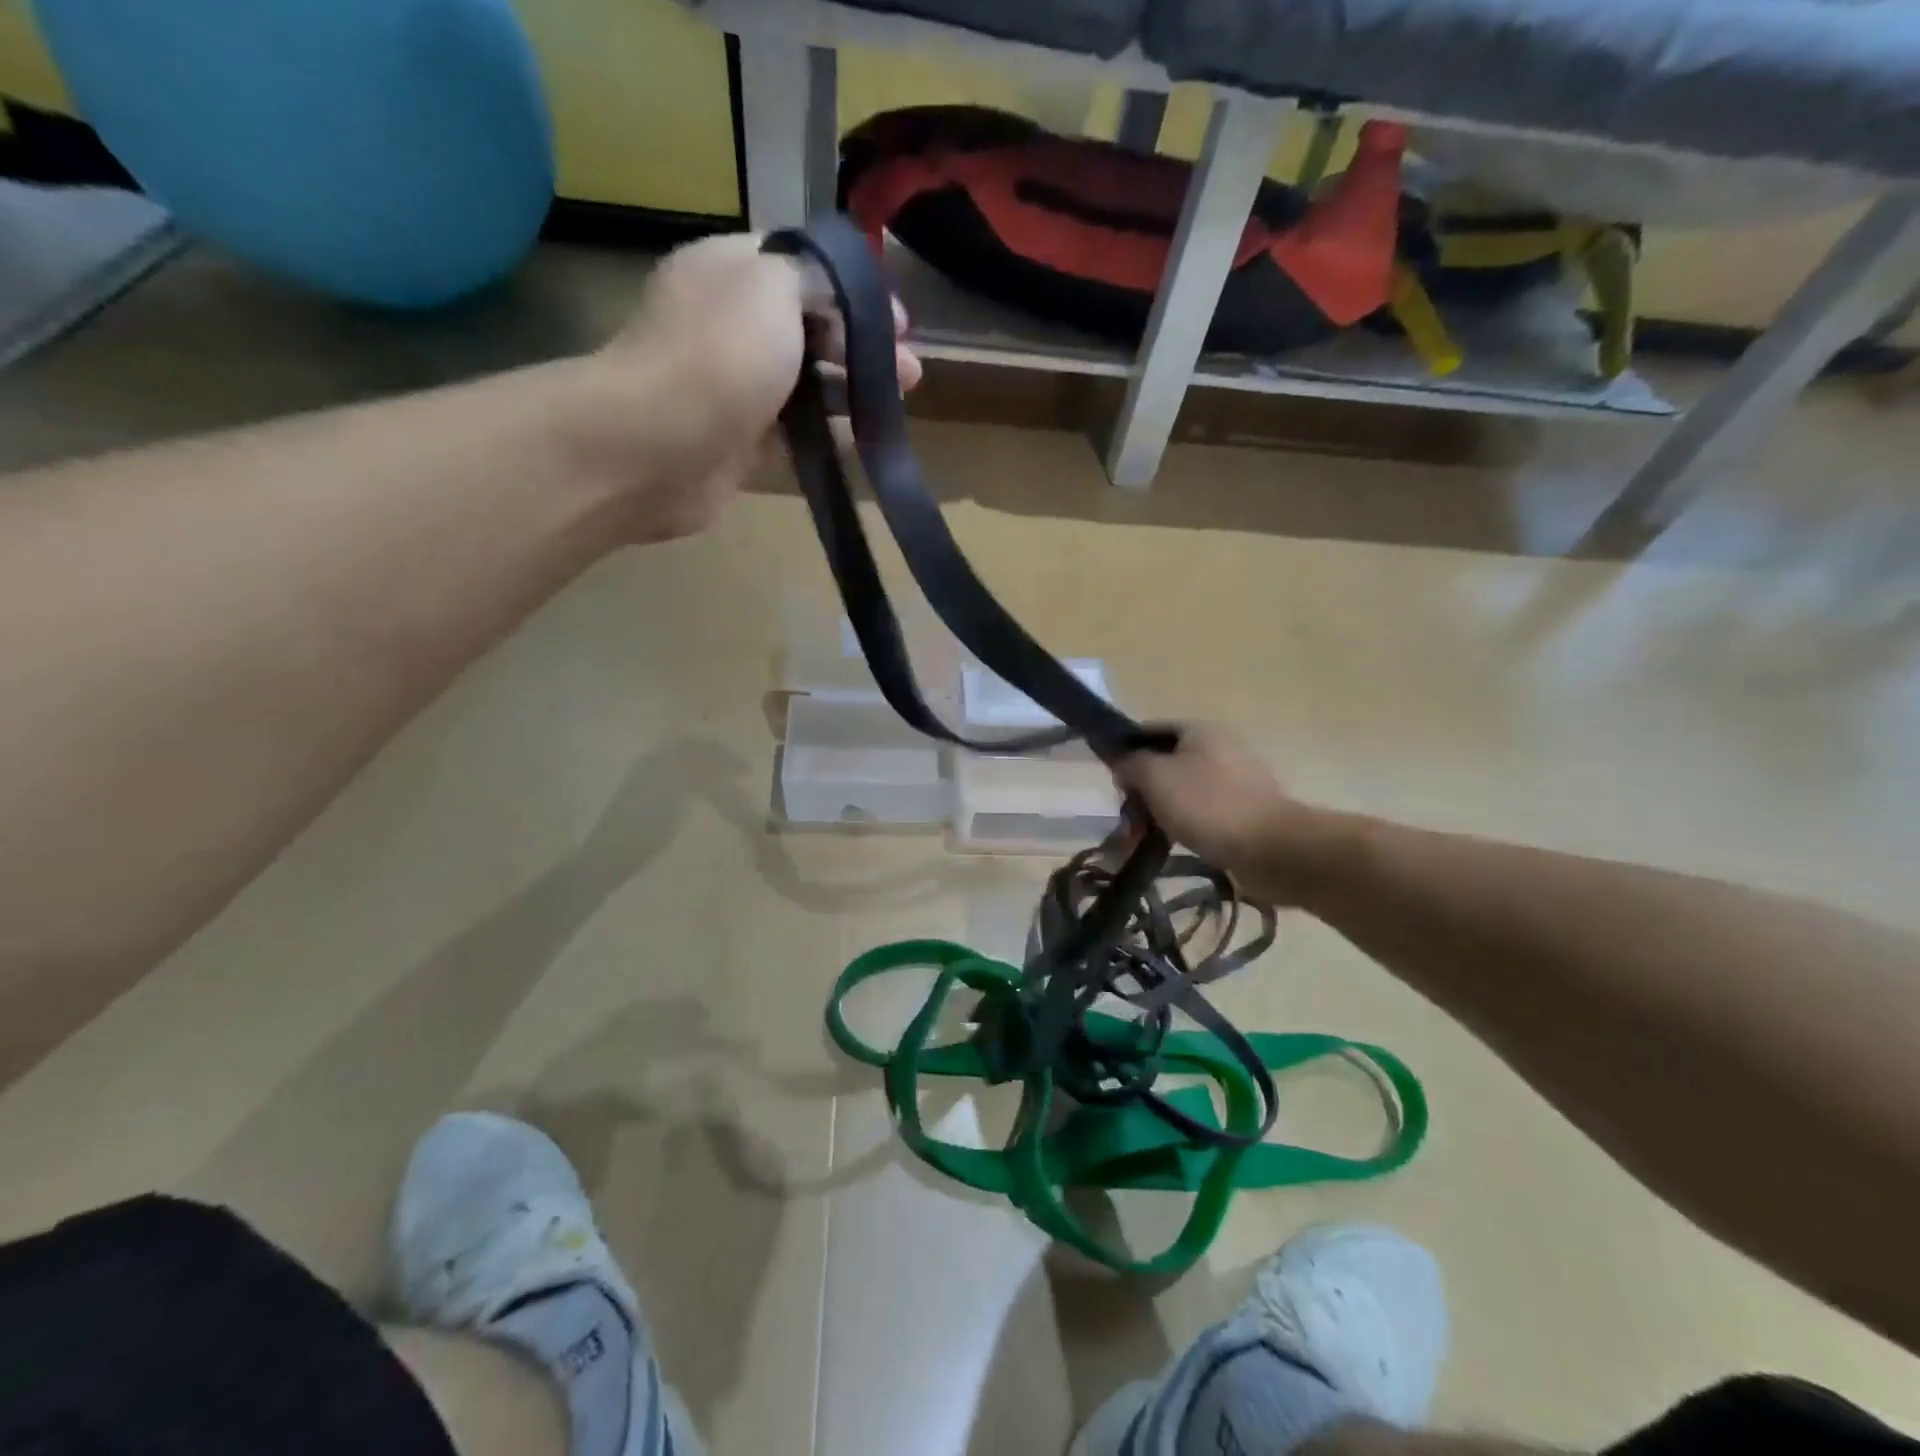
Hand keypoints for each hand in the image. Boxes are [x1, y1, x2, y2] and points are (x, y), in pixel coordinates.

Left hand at [594, 233, 920, 542]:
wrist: (657, 446)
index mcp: (731, 269)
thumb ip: (815, 279)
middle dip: (861, 345)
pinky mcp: (738, 442)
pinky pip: (793, 432)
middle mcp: (730, 322)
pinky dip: (826, 434)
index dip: (855, 290)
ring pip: (805, 383)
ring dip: (849, 391)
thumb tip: (834, 294)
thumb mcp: (774, 286)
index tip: (900, 322)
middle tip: (909, 374)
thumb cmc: (720, 355)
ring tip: (892, 407)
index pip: (803, 267)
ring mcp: (733, 386)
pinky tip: (861, 440)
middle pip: (809, 327)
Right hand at [1115, 725, 1334, 905]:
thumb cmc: (1207, 805)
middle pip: (1164, 765)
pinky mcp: (1244, 811)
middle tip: (1128, 824)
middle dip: (1140, 794)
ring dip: (1157, 815)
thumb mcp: (1155, 777)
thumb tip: (1123, 762)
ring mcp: (1234, 780)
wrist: (1272, 847)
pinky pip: (1201, 814)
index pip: (1148, 732)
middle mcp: (1219, 748)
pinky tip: (1171, 846)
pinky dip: (1182, 827)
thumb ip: (1131, 764)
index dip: (1125, 754)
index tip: (1114, 784)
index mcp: (1198, 731)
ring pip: (1180, 793)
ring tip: (1142, 843)